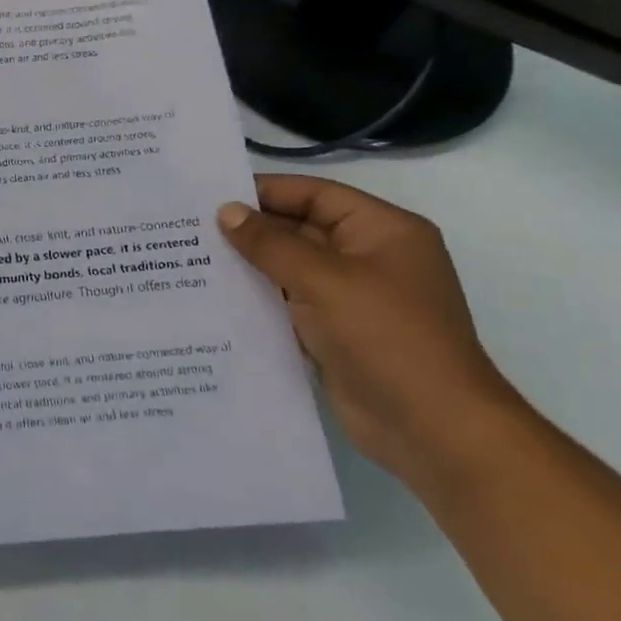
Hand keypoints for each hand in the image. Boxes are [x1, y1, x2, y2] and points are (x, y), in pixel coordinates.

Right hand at [217, 175, 528, 493]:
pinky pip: (288, 301)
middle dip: (249, 229)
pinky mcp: (335, 331)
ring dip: (247, 264)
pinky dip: (256, 297)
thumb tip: (226, 212)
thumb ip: (269, 243)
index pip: (314, 194)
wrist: (432, 429)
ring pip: (289, 267)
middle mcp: (368, 257)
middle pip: (299, 228)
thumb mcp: (323, 279)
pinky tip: (213, 296)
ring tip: (189, 257)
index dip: (263, 191)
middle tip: (188, 226)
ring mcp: (352, 297)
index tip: (208, 195)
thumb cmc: (385, 337)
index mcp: (382, 231)